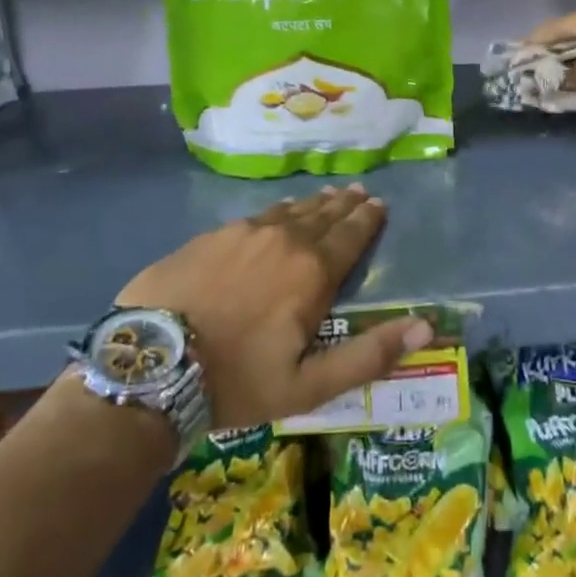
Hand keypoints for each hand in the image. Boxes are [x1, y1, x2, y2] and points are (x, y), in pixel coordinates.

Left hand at [116, 185, 430, 429]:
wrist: (150, 366)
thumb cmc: (237, 380)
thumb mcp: (309, 384)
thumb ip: (369, 355)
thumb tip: (426, 327)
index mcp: (312, 272)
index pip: (351, 235)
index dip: (368, 220)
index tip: (379, 204)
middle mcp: (283, 240)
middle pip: (323, 215)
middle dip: (345, 204)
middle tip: (360, 192)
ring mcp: (242, 233)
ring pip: (289, 211)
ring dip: (314, 204)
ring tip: (329, 195)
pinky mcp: (209, 237)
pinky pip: (255, 216)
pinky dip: (277, 212)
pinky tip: (277, 212)